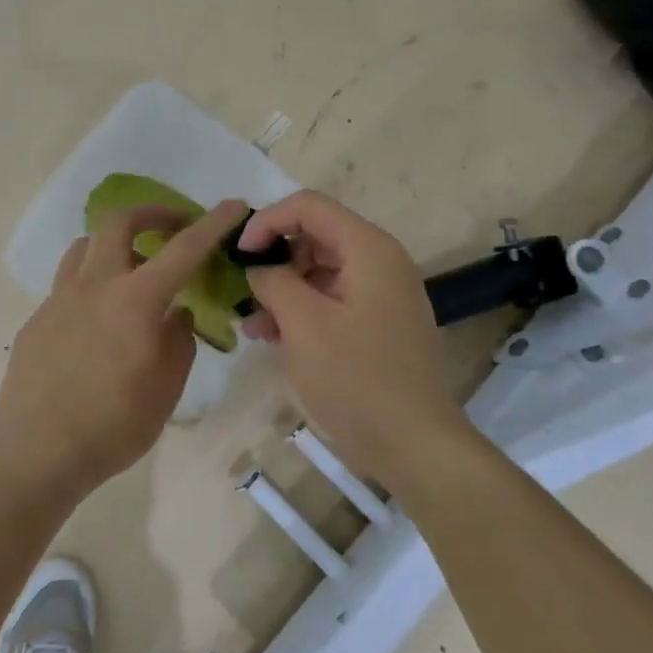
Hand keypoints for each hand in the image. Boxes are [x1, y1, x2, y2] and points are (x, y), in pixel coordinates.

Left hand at [0, 198, 249, 499]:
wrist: (36, 451)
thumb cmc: (112, 425)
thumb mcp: (166, 389)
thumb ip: (178, 341)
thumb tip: (177, 313)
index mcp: (136, 299)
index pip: (183, 249)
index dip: (212, 223)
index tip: (232, 205)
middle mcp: (95, 285)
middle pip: (119, 222)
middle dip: (152, 214)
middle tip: (172, 228)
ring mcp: (59, 298)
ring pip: (85, 245)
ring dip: (113, 243)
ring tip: (130, 267)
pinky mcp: (38, 318)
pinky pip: (67, 282)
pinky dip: (90, 282)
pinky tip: (97, 319)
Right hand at [240, 191, 460, 486]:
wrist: (414, 446)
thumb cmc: (356, 377)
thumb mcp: (302, 323)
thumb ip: (273, 280)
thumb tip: (258, 267)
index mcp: (368, 249)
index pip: (308, 206)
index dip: (267, 221)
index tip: (238, 253)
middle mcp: (379, 262)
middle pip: (314, 236)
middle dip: (273, 258)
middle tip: (243, 289)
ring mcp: (381, 295)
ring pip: (319, 271)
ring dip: (282, 289)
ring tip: (252, 322)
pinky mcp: (377, 325)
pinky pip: (331, 300)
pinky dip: (300, 311)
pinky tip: (272, 337)